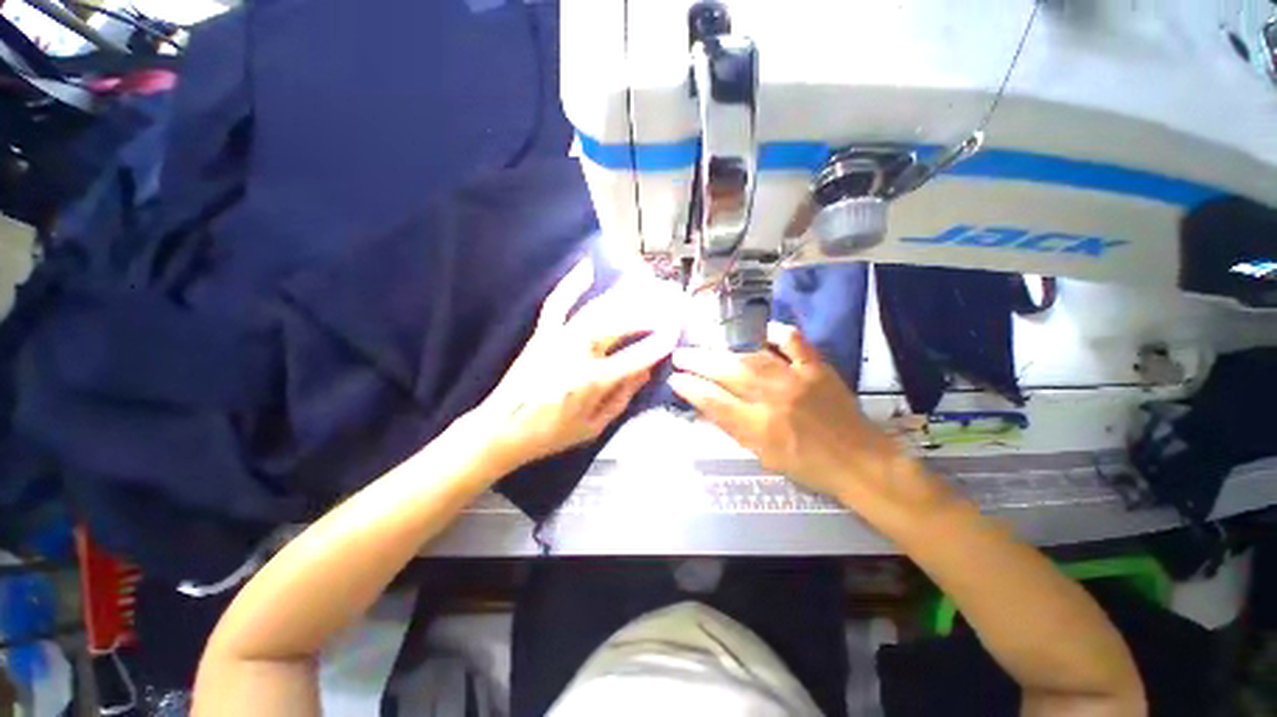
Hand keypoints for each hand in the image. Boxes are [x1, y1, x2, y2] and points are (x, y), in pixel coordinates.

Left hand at [476, 258, 679, 468]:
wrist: (500, 429)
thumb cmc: (549, 434)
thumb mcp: (593, 427)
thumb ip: (622, 397)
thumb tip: (645, 371)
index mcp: (589, 382)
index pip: (633, 358)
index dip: (657, 344)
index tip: (676, 332)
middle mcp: (574, 354)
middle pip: (617, 326)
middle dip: (646, 314)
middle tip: (667, 304)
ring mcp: (556, 339)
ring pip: (596, 310)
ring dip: (623, 296)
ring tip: (645, 283)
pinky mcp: (542, 333)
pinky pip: (557, 303)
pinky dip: (571, 284)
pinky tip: (587, 267)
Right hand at [668, 323, 926, 507]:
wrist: (859, 462)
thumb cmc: (807, 466)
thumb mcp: (762, 456)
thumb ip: (733, 427)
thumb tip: (706, 404)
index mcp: (760, 428)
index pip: (713, 401)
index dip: (689, 388)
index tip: (674, 378)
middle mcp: (774, 399)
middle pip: (726, 373)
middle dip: (697, 362)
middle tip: (679, 355)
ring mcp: (797, 379)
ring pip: (751, 357)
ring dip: (724, 352)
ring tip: (708, 349)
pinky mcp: (817, 367)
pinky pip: (793, 342)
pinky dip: (776, 333)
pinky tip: (763, 332)